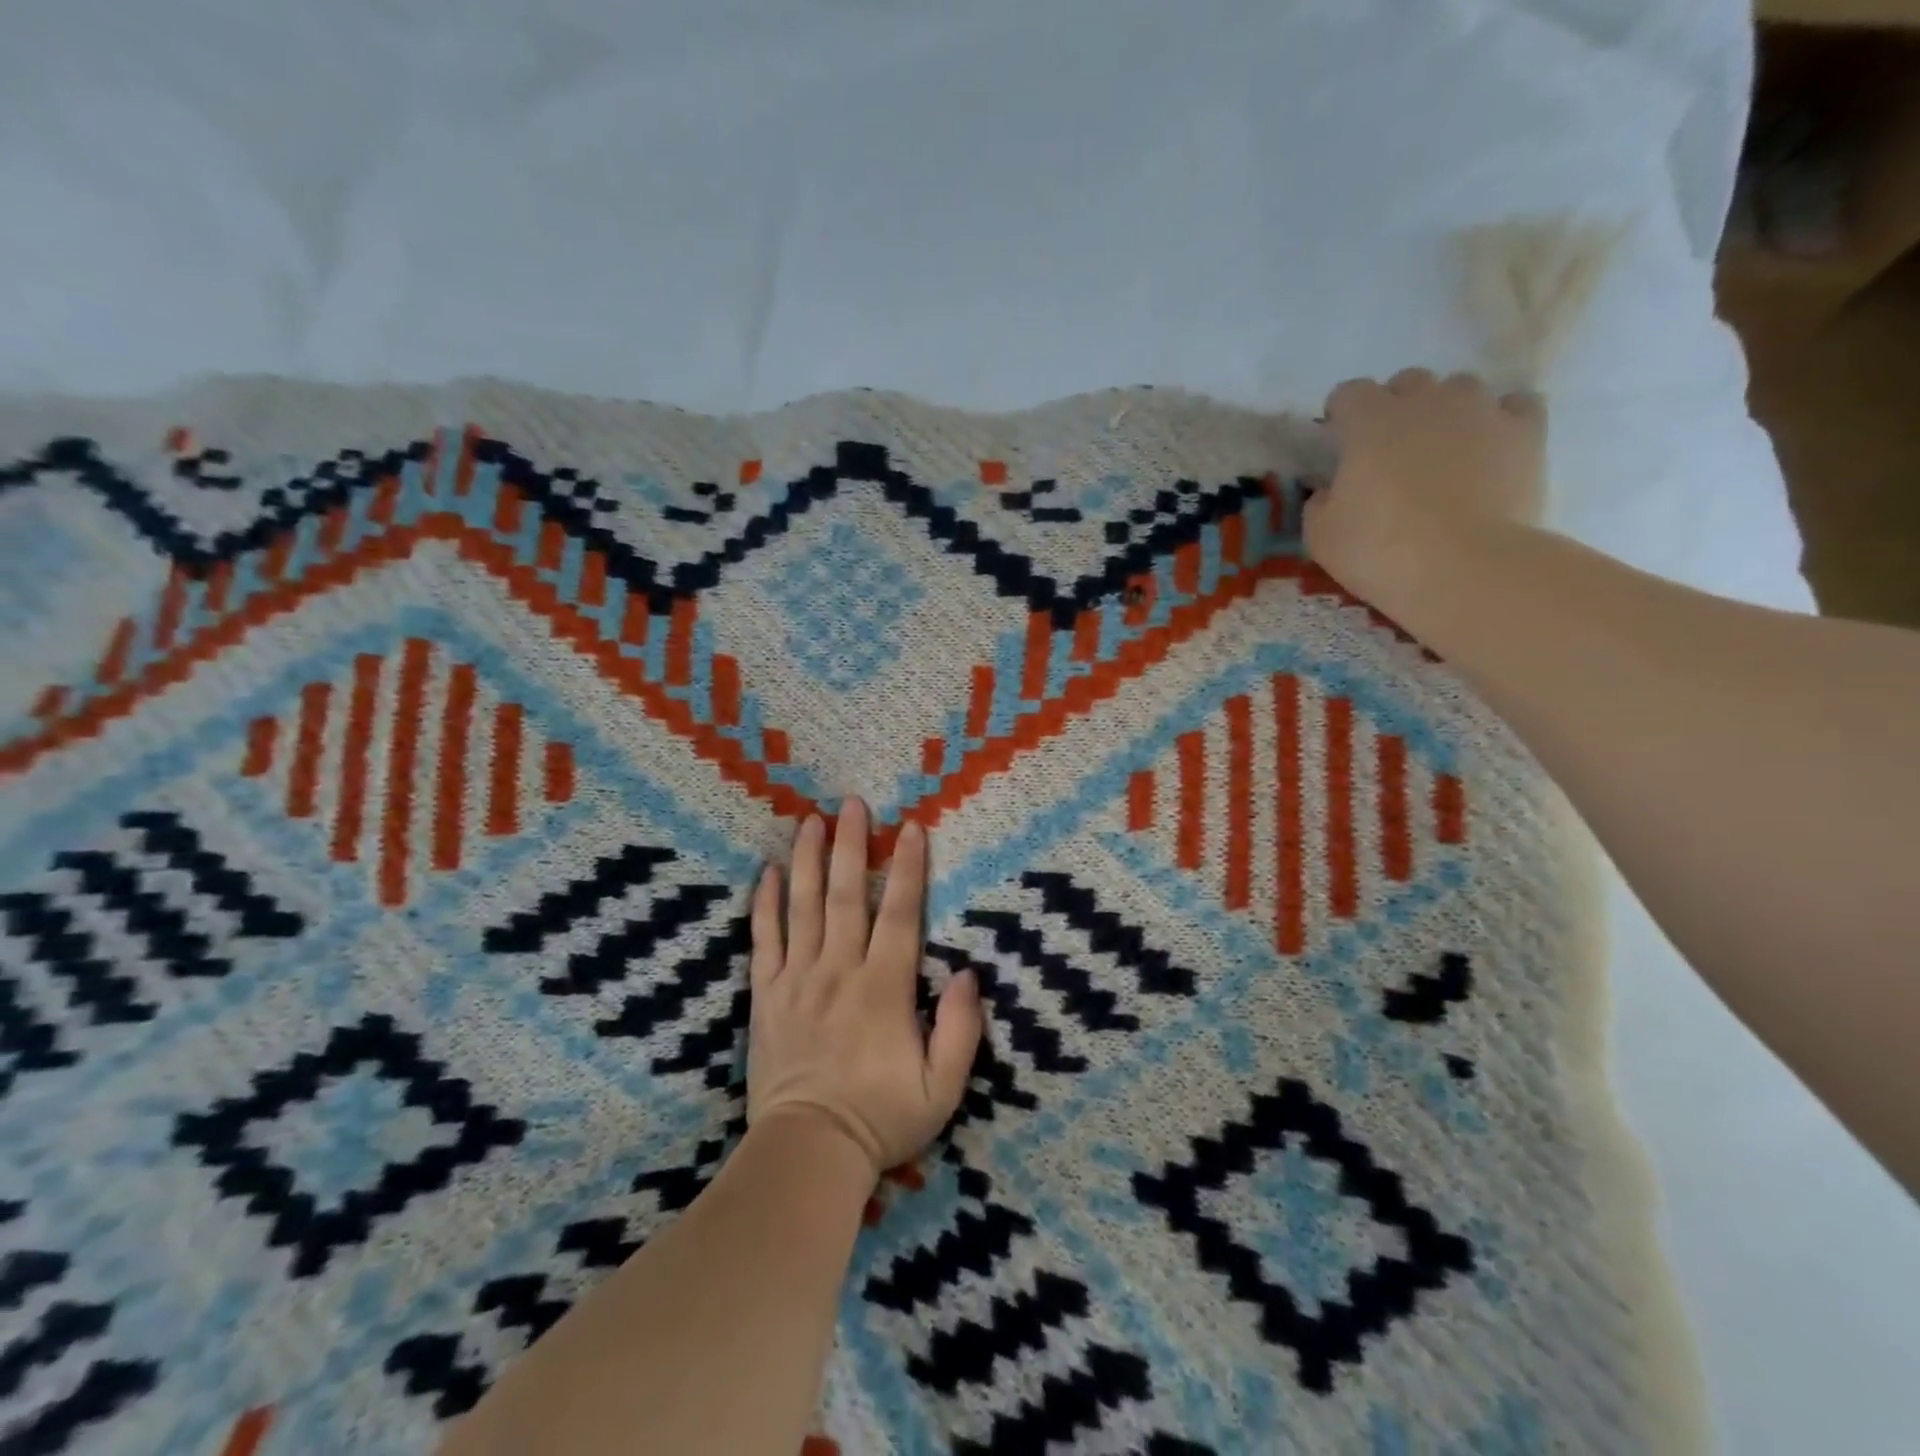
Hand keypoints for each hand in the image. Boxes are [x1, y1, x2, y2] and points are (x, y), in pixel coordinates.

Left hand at [746, 799, 983, 1177]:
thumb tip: (969, 973)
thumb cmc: (881, 1120)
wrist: (807, 1154)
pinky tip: (768, 873)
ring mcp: (799, 979)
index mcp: (885, 987)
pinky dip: (765, 904)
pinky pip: (765, 940)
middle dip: (854, 845)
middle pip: (848, 895)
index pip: (901, 914)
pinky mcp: (768, 995)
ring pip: (804, 906)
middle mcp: (840, 970)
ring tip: (811, 821)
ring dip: (809, 860)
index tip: (911, 828)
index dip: (909, 868)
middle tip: (853, 803)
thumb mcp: (942, 1088)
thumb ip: (961, 1029)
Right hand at [1306, 369, 1546, 613]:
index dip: (1341, 415)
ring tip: (1443, 450)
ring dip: (1446, 411)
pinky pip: (1514, 405)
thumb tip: (1332, 489)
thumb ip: (1321, 501)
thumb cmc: (1379, 551)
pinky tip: (1490, 447)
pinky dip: (1499, 419)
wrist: (1463, 569)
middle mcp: (1426, 401)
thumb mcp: (1321, 535)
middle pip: (1408, 383)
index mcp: (1369, 421)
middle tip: (1390, 451)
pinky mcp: (1526, 431)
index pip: (1349, 393)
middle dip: (1395, 408)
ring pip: (1460, 388)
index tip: (1339, 442)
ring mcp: (1481, 411)